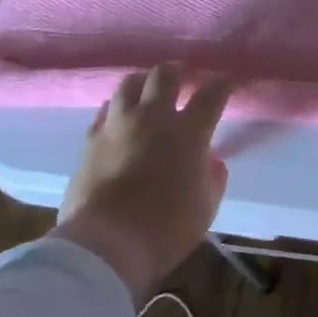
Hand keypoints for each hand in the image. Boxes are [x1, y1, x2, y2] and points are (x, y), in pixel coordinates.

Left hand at [52, 65, 232, 300]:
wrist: (104, 245)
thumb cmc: (165, 229)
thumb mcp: (205, 208)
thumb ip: (212, 179)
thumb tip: (212, 162)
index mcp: (188, 133)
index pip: (211, 94)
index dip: (222, 83)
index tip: (227, 80)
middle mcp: (153, 118)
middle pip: (165, 75)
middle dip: (179, 71)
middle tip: (186, 77)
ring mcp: (118, 126)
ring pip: (130, 84)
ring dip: (145, 82)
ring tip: (150, 89)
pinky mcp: (90, 141)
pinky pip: (105, 111)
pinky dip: (117, 108)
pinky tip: (120, 116)